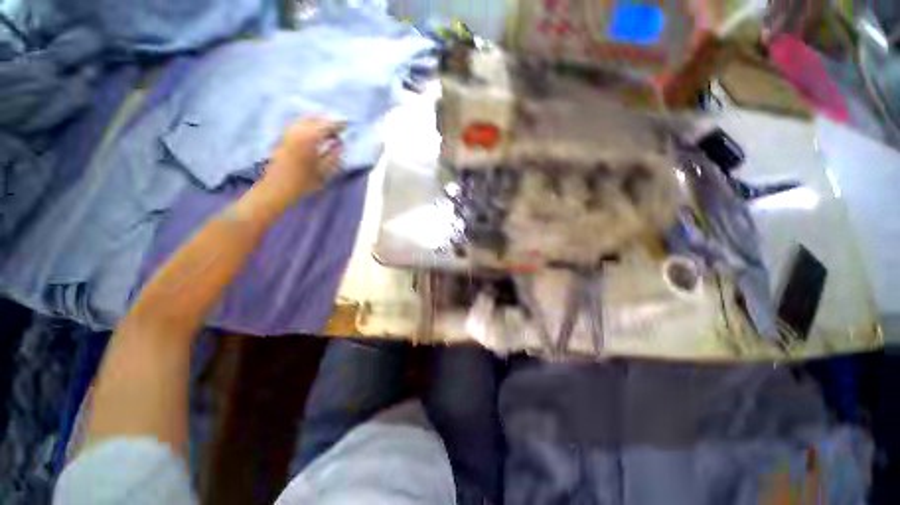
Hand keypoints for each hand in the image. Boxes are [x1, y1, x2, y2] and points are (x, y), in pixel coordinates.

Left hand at [257, 117, 343, 209]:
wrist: (277, 186)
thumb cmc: (303, 181)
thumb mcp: (325, 171)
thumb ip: (334, 155)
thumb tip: (340, 144)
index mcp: (310, 137)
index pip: (327, 125)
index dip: (339, 124)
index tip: (348, 125)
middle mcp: (298, 129)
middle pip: (316, 118)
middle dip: (328, 122)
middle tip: (339, 130)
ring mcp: (289, 131)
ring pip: (306, 119)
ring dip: (318, 123)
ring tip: (329, 133)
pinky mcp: (284, 136)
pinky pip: (299, 124)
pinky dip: (310, 125)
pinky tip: (315, 134)